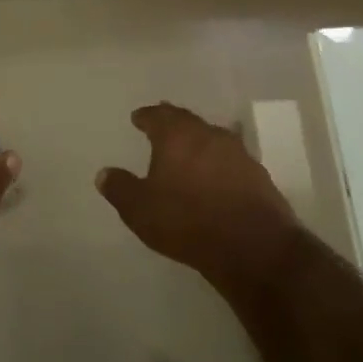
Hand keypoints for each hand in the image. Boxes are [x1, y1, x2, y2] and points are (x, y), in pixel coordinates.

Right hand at [96, 102, 303, 291]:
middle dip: (172, 122)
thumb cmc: (187, 220)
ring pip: (212, 138)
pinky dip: (218, 163)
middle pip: (187, 121)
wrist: (253, 246)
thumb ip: (120, 188)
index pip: (157, 116)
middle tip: (161, 125)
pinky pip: (231, 160)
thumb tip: (104, 173)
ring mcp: (238, 153)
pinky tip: (215, 176)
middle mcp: (208, 134)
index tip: (138, 118)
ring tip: (188, 151)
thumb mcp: (140, 209)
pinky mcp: (258, 175)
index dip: (146, 116)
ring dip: (198, 142)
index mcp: (177, 135)